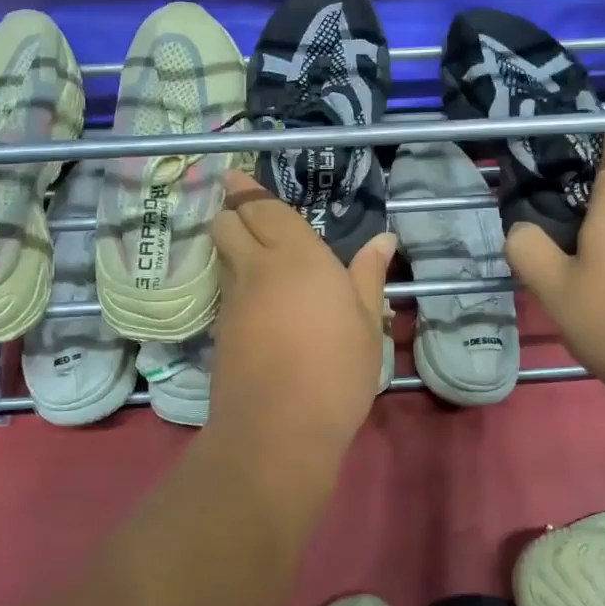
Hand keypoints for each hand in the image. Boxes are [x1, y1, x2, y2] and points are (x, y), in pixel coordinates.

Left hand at [207, 170, 395, 460]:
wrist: (277, 430)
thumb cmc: (336, 370)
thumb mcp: (367, 323)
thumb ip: (369, 276)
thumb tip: (384, 239)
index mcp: (296, 256)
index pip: (261, 208)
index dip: (247, 189)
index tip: (240, 175)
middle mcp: (256, 268)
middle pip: (225, 223)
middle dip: (232, 210)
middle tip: (250, 213)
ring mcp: (232, 301)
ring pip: (222, 256)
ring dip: (233, 246)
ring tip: (261, 256)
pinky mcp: (220, 331)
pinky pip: (226, 289)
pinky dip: (236, 282)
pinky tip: (261, 301)